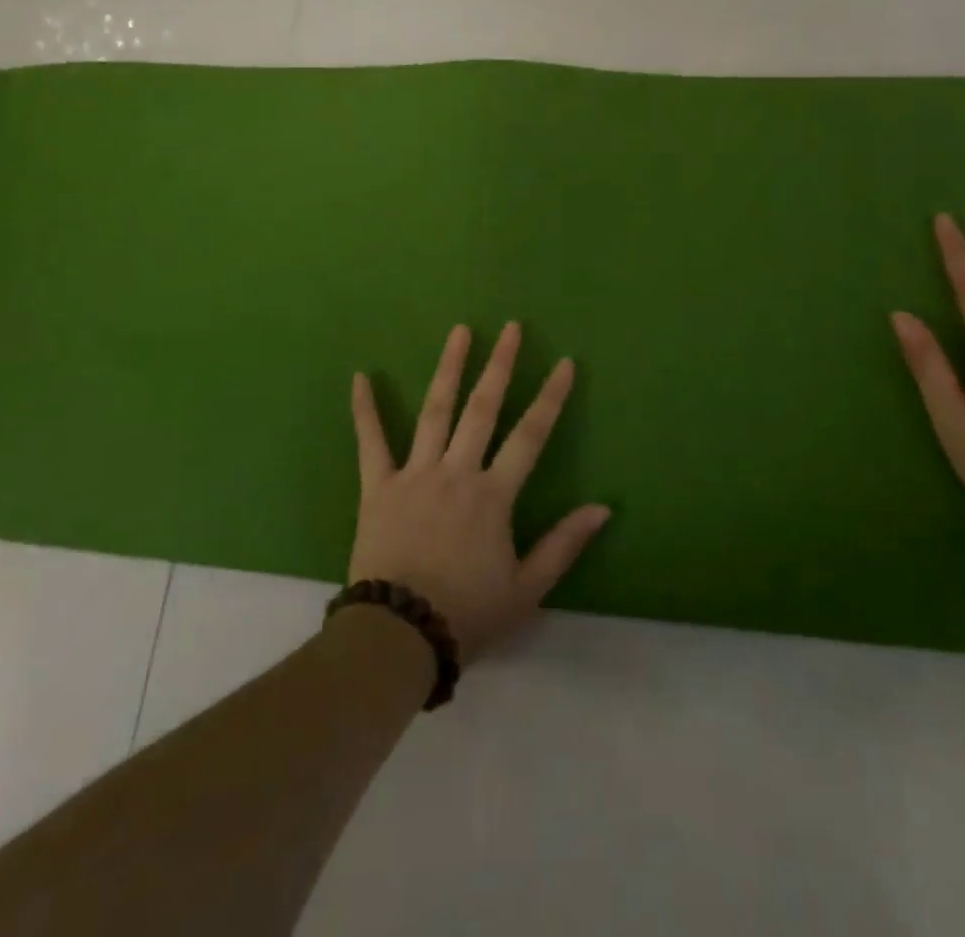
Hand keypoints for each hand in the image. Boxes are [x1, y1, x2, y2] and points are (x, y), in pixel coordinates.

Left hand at [348, 323, 611, 654]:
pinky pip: (370, 442)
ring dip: (448, 368)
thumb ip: (564, 544)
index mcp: (493, 495)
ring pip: (435, 410)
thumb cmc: (467, 613)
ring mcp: (414, 474)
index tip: (564, 362)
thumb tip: (603, 508)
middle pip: (482, 408)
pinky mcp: (377, 486)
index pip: (530, 435)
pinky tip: (361, 376)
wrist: (399, 636)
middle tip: (510, 327)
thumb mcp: (527, 589)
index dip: (550, 397)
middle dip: (500, 364)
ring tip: (460, 331)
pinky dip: (364, 409)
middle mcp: (456, 472)